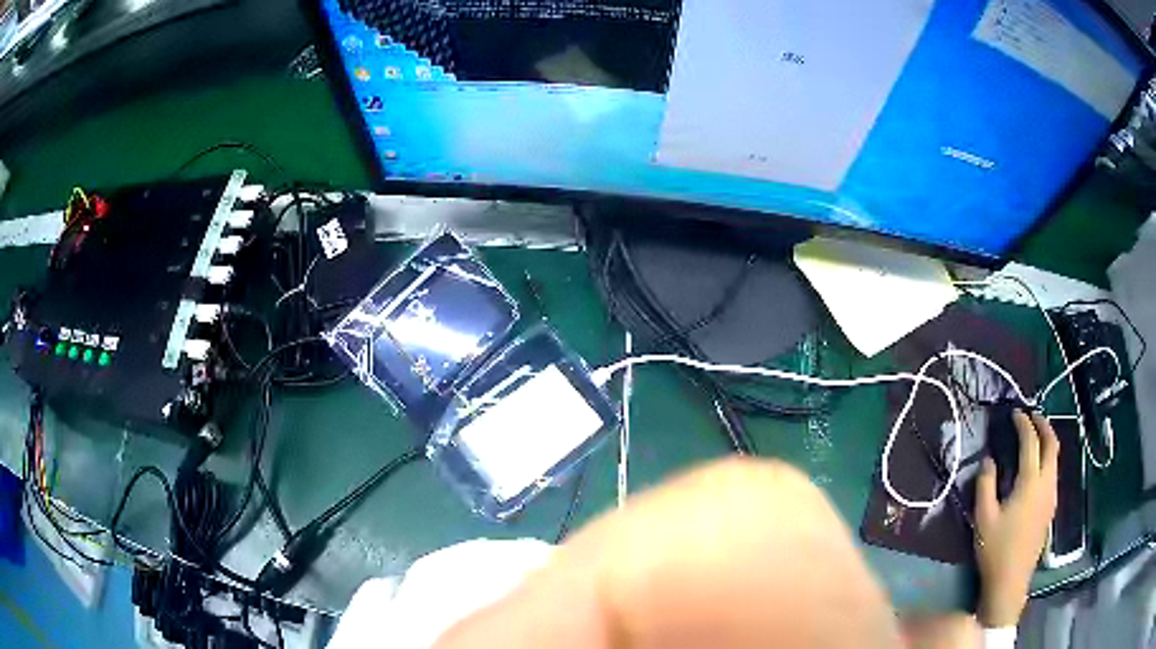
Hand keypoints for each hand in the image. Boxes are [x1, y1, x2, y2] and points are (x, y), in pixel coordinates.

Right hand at [974, 411, 1058, 627]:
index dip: (1024, 424)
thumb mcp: (983, 518)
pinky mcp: (1051, 508)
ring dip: (1047, 441)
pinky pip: (1053, 472)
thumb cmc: (996, 549)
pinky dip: (1047, 459)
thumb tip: (988, 460)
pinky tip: (1037, 468)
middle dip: (1043, 425)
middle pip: (1052, 444)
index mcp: (1030, 482)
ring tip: (1035, 437)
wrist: (1011, 581)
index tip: (1015, 413)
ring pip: (1055, 458)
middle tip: (1031, 416)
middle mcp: (1046, 483)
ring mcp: (1052, 496)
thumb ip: (985, 485)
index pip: (1031, 442)